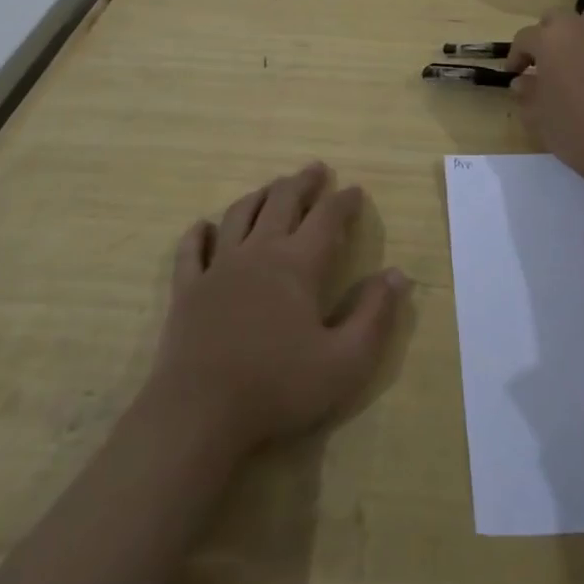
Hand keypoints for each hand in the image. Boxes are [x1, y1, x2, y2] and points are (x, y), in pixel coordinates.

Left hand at [147, 162, 407, 457]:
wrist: (199, 415)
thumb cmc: (278, 388)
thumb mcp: (345, 362)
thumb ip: (374, 316)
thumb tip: (397, 274)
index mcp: (298, 264)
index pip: (327, 218)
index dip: (344, 201)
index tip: (355, 191)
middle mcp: (259, 252)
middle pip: (282, 201)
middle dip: (303, 182)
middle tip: (316, 169)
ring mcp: (218, 267)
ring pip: (239, 214)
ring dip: (260, 195)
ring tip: (272, 187)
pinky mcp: (187, 288)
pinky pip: (192, 249)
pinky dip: (199, 232)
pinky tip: (204, 226)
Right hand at [507, 7, 583, 191]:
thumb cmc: (573, 128)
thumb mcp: (537, 115)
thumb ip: (527, 93)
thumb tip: (522, 82)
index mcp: (549, 40)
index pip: (524, 38)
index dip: (516, 56)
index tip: (513, 73)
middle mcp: (579, 29)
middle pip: (557, 18)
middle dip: (547, 34)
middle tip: (544, 60)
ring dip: (581, 31)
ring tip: (577, 54)